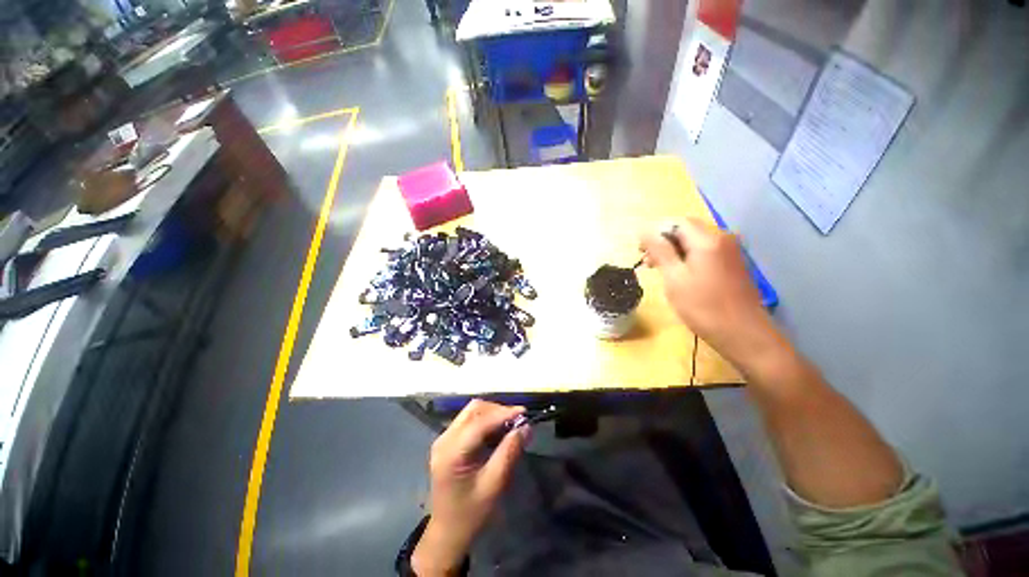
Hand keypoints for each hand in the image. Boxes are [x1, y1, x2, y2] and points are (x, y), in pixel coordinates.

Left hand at [412, 400, 527, 575]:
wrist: (447, 533)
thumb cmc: (471, 513)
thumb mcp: (494, 485)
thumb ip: (509, 452)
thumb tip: (526, 427)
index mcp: (451, 452)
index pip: (479, 422)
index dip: (503, 413)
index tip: (524, 413)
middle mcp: (444, 439)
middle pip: (473, 409)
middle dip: (498, 410)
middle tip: (518, 420)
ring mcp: (444, 438)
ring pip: (471, 412)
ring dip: (492, 414)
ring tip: (511, 425)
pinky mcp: (448, 441)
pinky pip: (469, 421)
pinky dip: (486, 421)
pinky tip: (498, 432)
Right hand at [640, 219, 774, 363]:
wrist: (744, 334)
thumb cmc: (704, 308)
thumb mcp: (675, 278)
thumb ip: (660, 251)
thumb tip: (644, 230)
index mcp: (707, 240)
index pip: (676, 223)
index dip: (654, 233)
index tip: (640, 251)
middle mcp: (722, 238)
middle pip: (686, 229)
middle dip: (663, 241)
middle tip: (647, 262)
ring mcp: (730, 250)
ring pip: (694, 241)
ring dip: (674, 250)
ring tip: (659, 269)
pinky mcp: (732, 263)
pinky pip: (705, 251)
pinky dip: (687, 257)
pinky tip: (679, 274)